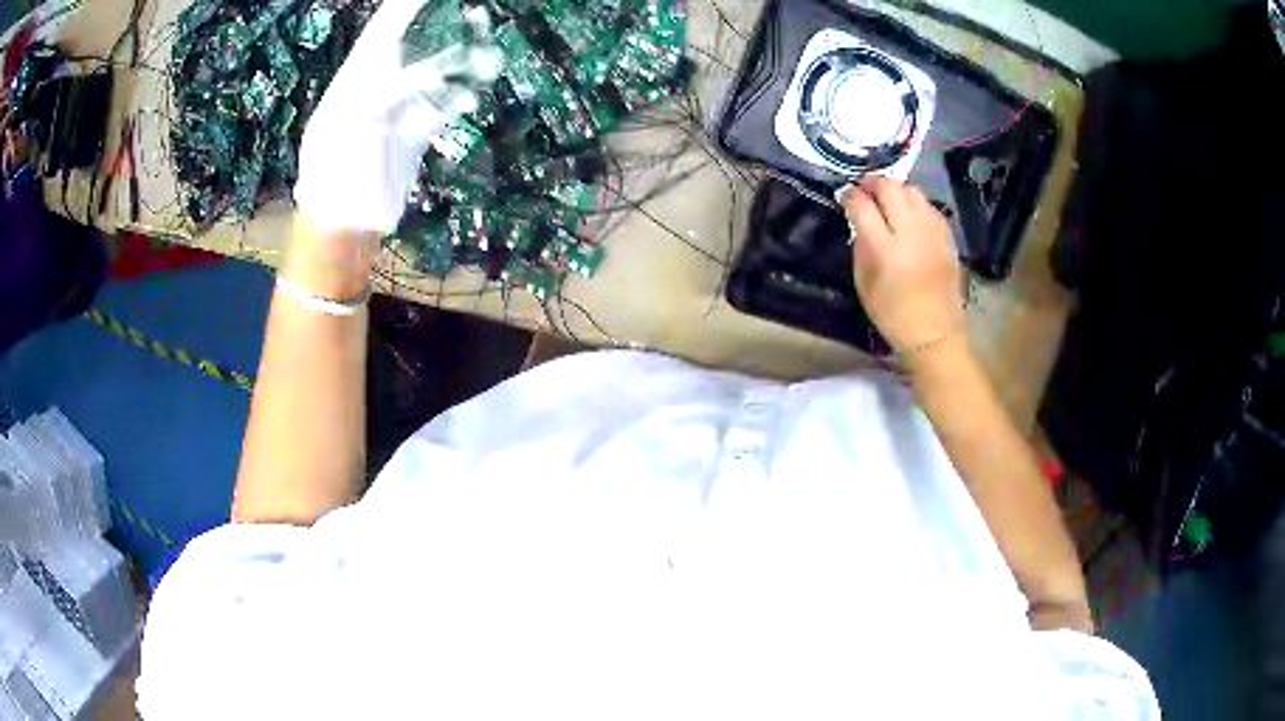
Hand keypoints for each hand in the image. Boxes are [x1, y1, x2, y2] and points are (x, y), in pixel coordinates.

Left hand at [294, 2, 499, 232]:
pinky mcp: (413, 134)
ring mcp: (398, 110)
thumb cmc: (335, 174)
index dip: (408, 6)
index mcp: (357, 78)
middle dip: (443, 24)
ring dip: (461, 62)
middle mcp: (379, 86)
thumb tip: (424, 73)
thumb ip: (383, 96)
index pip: (385, 28)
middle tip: (476, 13)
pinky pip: (441, 108)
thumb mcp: (349, 128)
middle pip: (416, 43)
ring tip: (489, 54)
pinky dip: (458, 98)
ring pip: (436, 74)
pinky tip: (471, 94)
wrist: (342, 224)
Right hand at [841, 177, 965, 353]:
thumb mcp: (864, 283)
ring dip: (896, 190)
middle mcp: (911, 232)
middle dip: (873, 183)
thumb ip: (861, 246)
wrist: (936, 332)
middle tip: (865, 191)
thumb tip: (858, 220)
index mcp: (886, 249)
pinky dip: (915, 204)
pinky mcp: (947, 235)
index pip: (862, 205)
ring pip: (912, 190)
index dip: (850, 196)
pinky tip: (909, 216)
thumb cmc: (893, 314)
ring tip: (888, 201)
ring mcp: (932, 231)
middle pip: (890, 187)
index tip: (845, 197)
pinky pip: (928, 205)